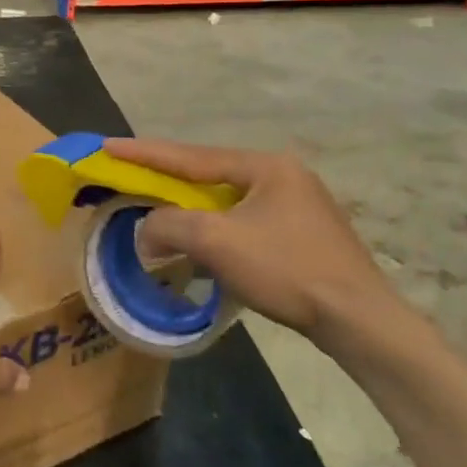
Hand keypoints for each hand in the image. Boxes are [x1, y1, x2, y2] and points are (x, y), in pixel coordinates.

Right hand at [104, 138, 408, 344]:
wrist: (359, 321)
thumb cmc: (286, 269)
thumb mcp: (215, 242)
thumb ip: (169, 224)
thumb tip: (145, 229)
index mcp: (265, 167)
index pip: (190, 156)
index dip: (143, 153)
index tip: (106, 145)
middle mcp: (282, 176)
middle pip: (208, 174)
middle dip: (166, 178)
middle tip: (127, 174)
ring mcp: (296, 207)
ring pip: (225, 201)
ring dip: (188, 208)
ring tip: (155, 208)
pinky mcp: (301, 236)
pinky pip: (242, 222)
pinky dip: (213, 229)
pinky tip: (198, 244)